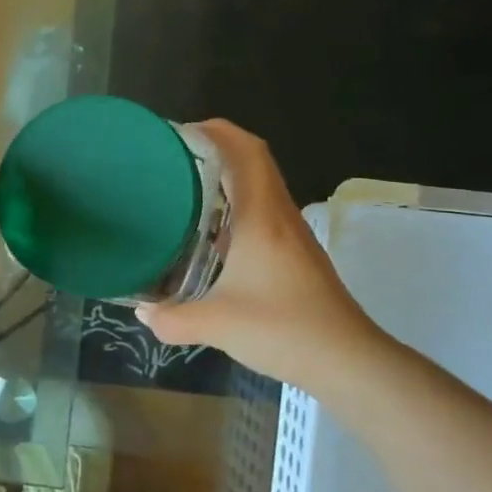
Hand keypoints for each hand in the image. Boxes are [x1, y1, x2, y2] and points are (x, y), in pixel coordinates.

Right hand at [136, 121, 382, 389]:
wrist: (348, 360)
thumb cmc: (283, 329)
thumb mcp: (216, 325)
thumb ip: (172, 318)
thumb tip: (142, 312)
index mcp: (262, 217)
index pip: (246, 152)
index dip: (217, 131)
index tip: (180, 132)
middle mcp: (279, 217)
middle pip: (255, 162)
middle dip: (217, 149)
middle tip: (174, 158)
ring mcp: (292, 236)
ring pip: (260, 188)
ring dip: (228, 178)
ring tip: (186, 189)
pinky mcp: (296, 256)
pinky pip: (263, 213)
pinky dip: (237, 208)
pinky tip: (212, 235)